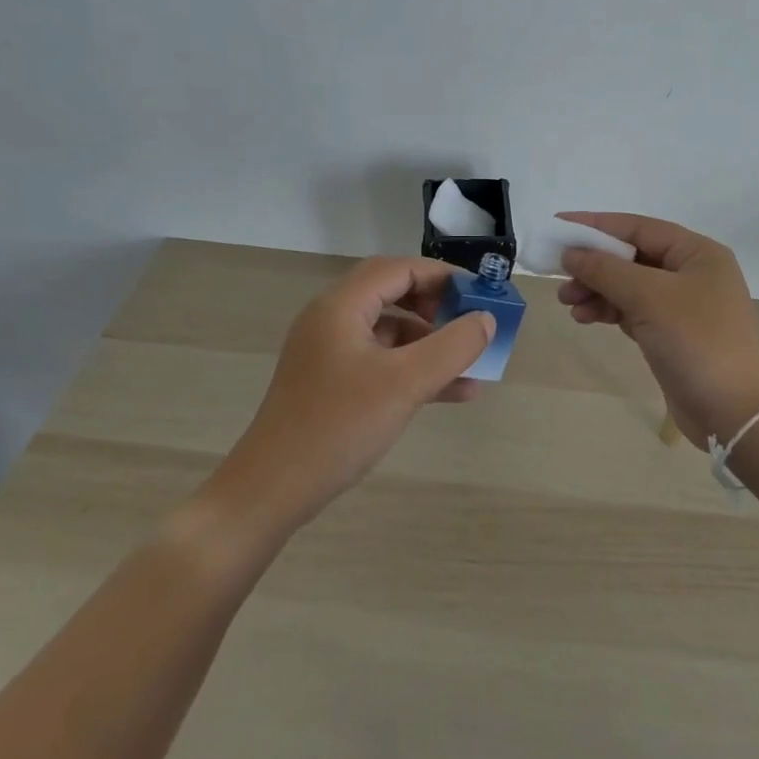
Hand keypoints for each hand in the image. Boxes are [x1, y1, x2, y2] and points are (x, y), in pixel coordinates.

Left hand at [207, 257, 493, 535]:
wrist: (272, 490)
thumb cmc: (338, 426)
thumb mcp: (405, 384)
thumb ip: (452, 347)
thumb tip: (486, 319)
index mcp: (341, 305)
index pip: (398, 269)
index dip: (442, 276)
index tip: (480, 294)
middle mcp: (332, 319)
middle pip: (393, 294)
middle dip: (437, 305)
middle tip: (470, 322)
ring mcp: (329, 352)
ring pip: (389, 331)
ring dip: (430, 342)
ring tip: (471, 363)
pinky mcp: (331, 383)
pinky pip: (381, 361)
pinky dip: (413, 369)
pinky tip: (452, 393)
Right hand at [557, 213, 758, 448]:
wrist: (734, 412)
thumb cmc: (696, 341)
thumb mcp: (648, 297)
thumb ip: (606, 270)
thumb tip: (571, 253)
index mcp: (697, 252)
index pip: (638, 227)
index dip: (596, 226)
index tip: (558, 227)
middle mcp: (691, 272)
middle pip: (631, 256)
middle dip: (594, 264)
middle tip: (559, 275)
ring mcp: (683, 305)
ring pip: (628, 285)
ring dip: (596, 289)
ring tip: (567, 302)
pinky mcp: (672, 333)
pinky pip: (632, 310)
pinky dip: (608, 310)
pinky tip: (585, 317)